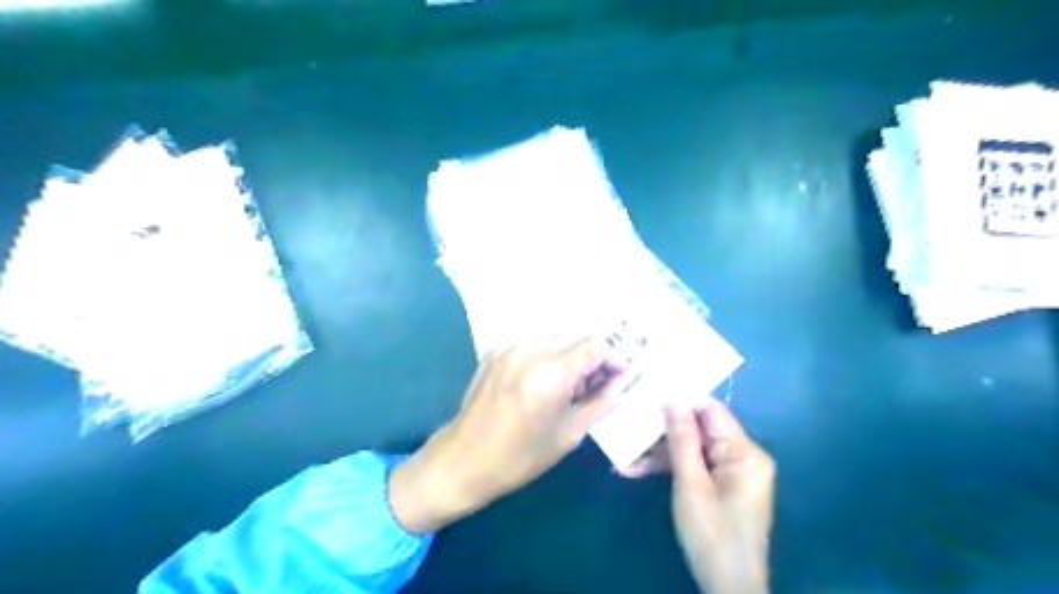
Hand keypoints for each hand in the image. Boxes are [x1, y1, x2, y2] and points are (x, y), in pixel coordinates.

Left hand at [390, 337, 631, 534]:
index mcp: (551, 373)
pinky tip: (544, 378)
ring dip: (569, 353)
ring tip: (568, 384)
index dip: (613, 357)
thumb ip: (600, 403)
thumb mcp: (569, 434)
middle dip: (592, 356)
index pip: (595, 345)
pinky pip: (533, 341)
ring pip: (555, 335)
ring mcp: (509, 346)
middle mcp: (530, 350)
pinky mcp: (496, 350)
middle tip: (594, 384)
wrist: (464, 459)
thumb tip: (619, 383)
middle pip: (576, 335)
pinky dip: (547, 353)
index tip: (619, 375)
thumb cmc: (520, 456)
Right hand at [623, 401, 775, 590]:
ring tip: (626, 455)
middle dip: (664, 432)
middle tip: (631, 426)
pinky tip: (638, 470)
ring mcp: (733, 473)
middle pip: (700, 430)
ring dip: (660, 453)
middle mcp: (743, 457)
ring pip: (693, 449)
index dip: (681, 402)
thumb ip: (682, 439)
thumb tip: (672, 399)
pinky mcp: (723, 487)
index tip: (648, 397)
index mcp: (745, 452)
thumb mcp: (691, 484)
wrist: (729, 588)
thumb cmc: (712, 535)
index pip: (711, 411)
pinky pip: (696, 466)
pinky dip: (671, 468)